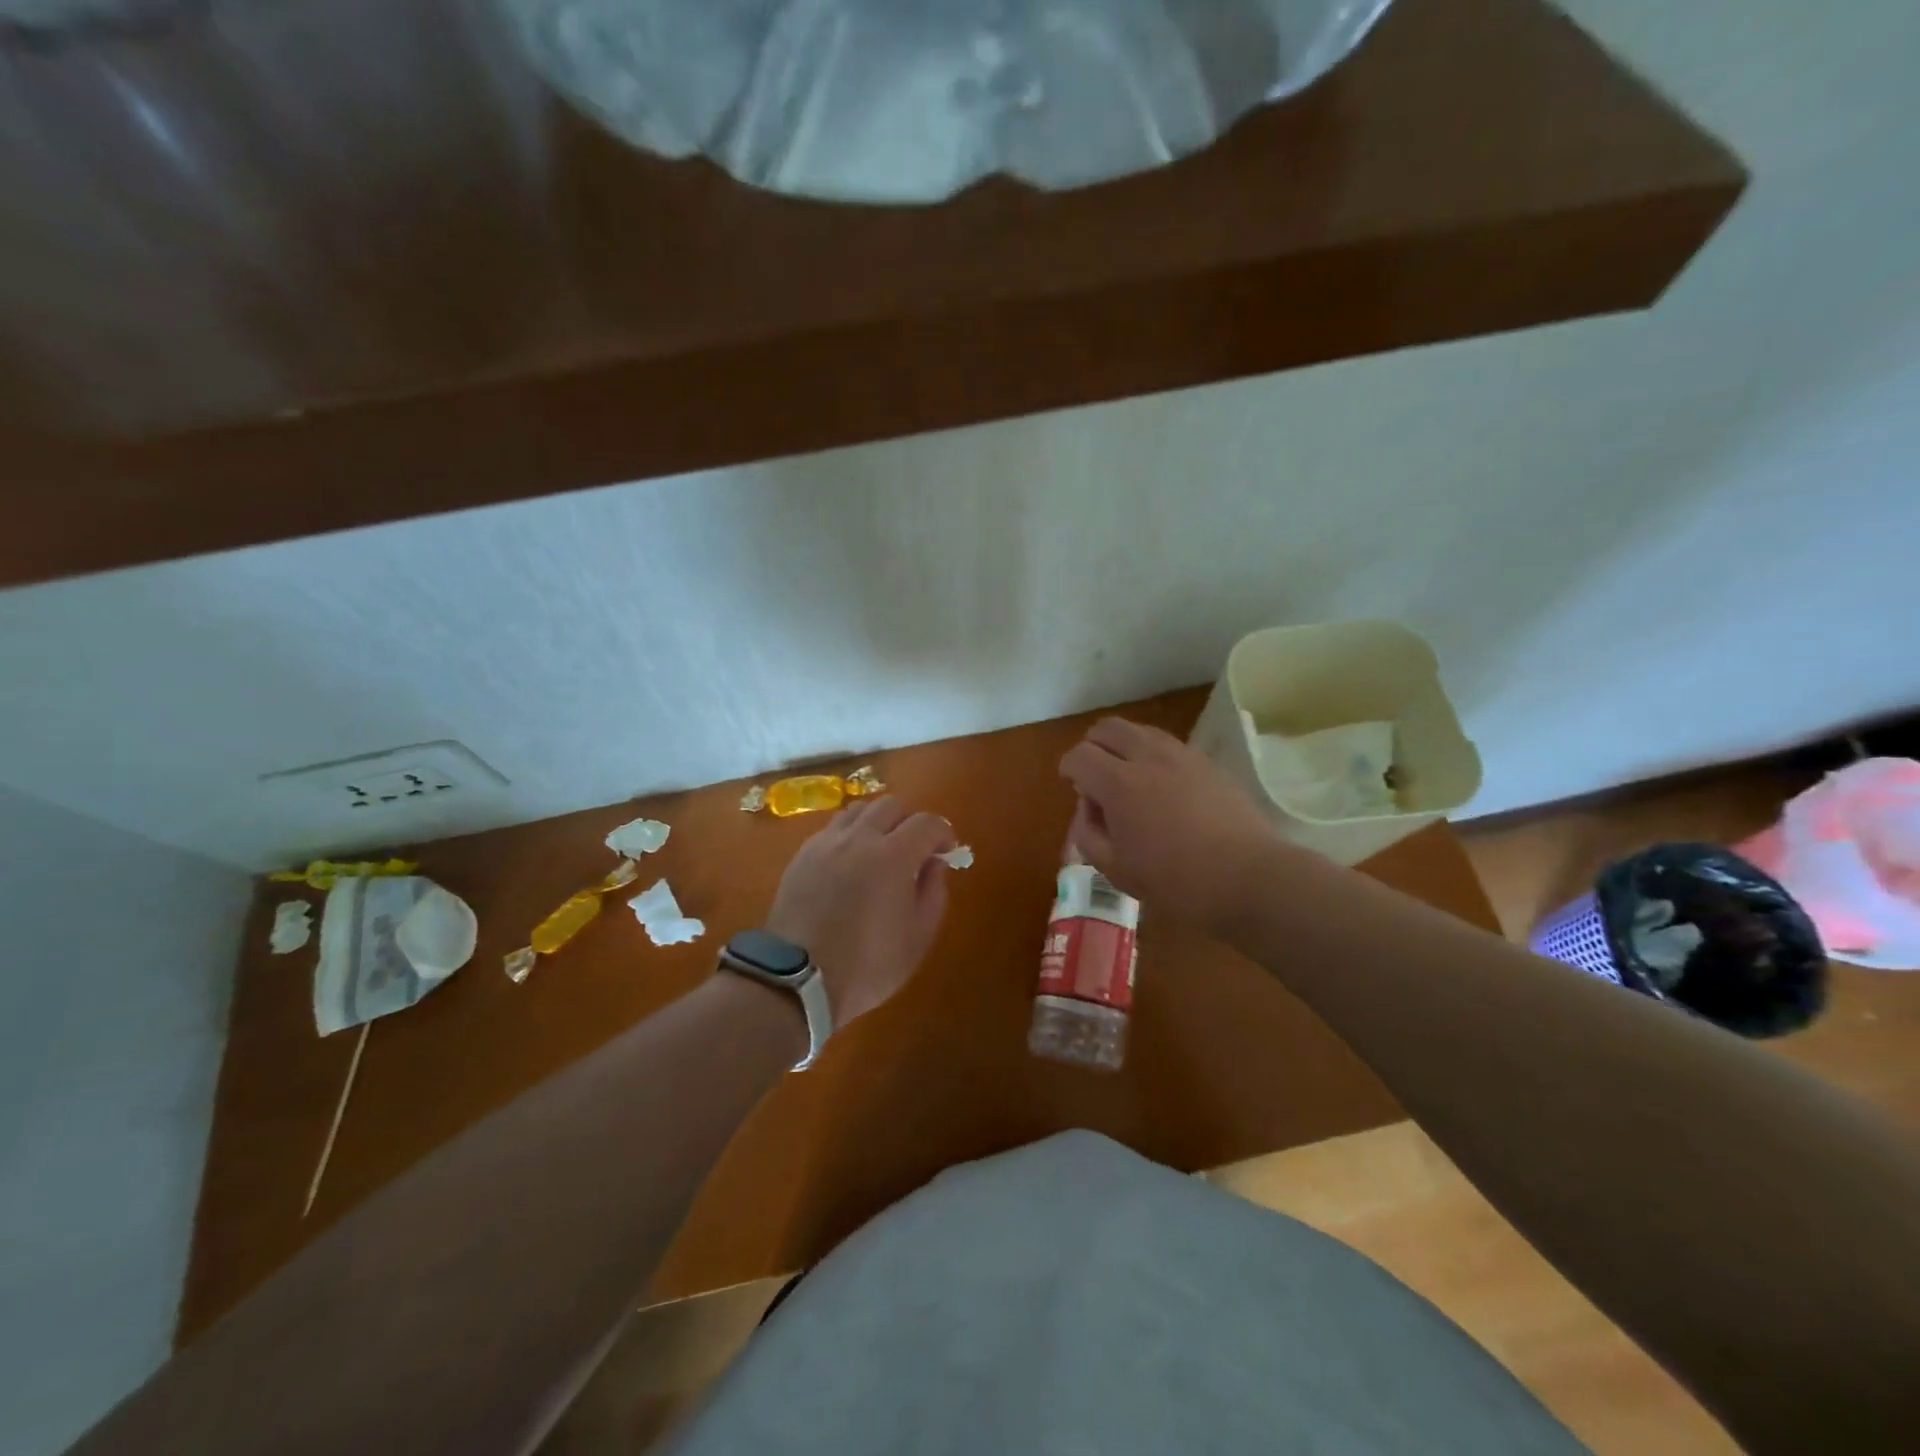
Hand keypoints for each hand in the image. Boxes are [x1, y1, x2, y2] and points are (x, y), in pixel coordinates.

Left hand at [766, 797, 956, 1024]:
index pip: (926, 822)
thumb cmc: (868, 965)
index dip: (943, 832)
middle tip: (914, 849)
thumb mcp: (918, 938)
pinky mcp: (802, 855)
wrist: (798, 980)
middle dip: (910, 821)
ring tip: (880, 850)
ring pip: (859, 810)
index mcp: (893, 856)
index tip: (946, 852)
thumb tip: (935, 863)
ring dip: (877, 822)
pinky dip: (850, 835)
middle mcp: (859, 838)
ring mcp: (826, 843)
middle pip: (891, 805)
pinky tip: (850, 863)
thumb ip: (934, 893)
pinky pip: (833, 829)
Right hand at [1060, 718, 1287, 937]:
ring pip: (1140, 730)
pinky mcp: (1208, 763)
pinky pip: (1169, 744)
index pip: (1079, 755)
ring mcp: (1182, 755)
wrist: (1249, 878)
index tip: (1072, 786)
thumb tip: (1088, 807)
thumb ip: (1089, 833)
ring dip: (1124, 746)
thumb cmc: (1176, 882)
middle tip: (1094, 775)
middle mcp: (1148, 757)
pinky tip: (1162, 786)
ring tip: (1128, 778)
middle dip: (1093, 745)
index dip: (1068, 768)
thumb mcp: (1116, 870)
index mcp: (1119, 783)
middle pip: (1108, 728)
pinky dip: (1153, 755)